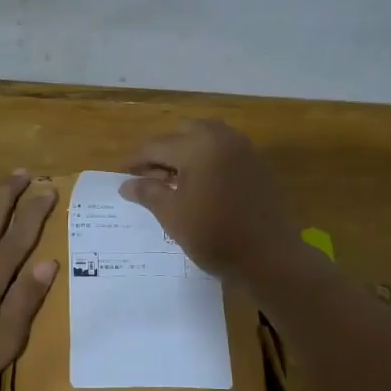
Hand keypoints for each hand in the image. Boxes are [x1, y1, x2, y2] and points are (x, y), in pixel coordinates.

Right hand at [119, 120, 299, 279]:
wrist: (269, 257)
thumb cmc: (215, 236)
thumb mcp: (173, 216)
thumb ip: (148, 193)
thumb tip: (126, 184)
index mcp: (197, 146)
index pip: (156, 146)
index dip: (135, 160)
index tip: (120, 174)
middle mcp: (221, 138)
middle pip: (182, 133)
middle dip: (162, 151)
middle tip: (148, 176)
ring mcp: (244, 149)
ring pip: (206, 137)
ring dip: (186, 151)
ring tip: (173, 179)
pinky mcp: (257, 164)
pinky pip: (224, 150)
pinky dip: (207, 158)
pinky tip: (200, 184)